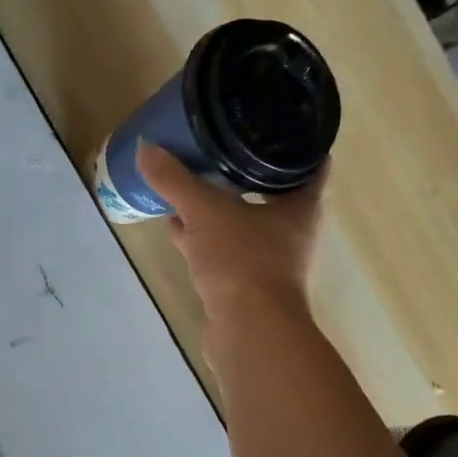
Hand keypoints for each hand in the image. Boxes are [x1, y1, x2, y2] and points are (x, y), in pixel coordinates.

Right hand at [136, 142, 328, 320]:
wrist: (248, 331)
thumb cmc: (242, 261)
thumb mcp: (204, 212)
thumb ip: (175, 180)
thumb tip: (146, 147)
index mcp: (300, 208)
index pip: (311, 166)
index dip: (297, 145)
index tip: (277, 125)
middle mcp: (292, 233)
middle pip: (274, 194)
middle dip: (249, 174)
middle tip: (226, 146)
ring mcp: (270, 262)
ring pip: (246, 224)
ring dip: (222, 208)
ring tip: (194, 183)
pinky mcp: (247, 285)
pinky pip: (225, 251)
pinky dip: (204, 238)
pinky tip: (178, 229)